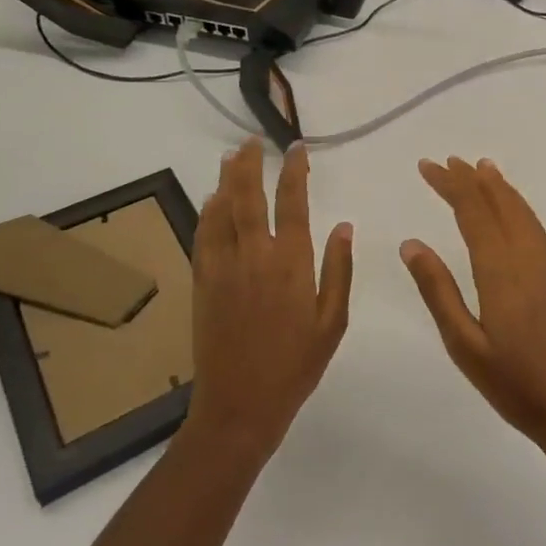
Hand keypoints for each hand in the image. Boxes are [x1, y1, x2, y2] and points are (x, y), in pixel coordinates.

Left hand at [186, 139, 353, 457]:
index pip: (292, 202)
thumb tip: (343, 225)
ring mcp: (222, 267)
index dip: (295, 171)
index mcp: (291, 263)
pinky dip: (207, 212)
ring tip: (231, 156)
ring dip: (226, 179)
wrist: (240, 404)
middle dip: (251, 163)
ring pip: (221, 210)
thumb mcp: (332, 322)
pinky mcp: (202, 282)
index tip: (298, 148)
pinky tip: (212, 200)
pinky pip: (203, 236)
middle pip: (248, 196)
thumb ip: (338, 270)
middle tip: (253, 141)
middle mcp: (254, 255)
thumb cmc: (296, 365)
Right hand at [401, 157, 545, 457]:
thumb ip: (439, 291)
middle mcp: (528, 260)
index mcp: (501, 272)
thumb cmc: (518, 387)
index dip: (450, 185)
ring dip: (500, 189)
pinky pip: (535, 230)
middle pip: (499, 206)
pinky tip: (512, 215)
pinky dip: (518, 209)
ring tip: (482, 169)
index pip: (472, 212)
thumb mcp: (465, 346)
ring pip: (523, 215)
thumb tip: (411, 244)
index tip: (427, 166)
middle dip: (472, 180)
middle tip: (447, 161)